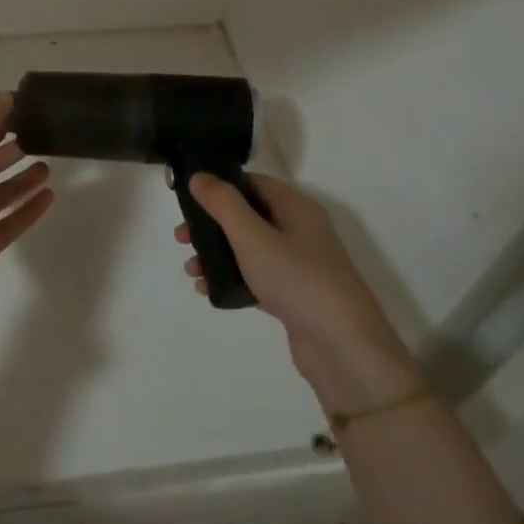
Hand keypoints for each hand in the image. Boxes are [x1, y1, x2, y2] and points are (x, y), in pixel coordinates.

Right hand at [179, 173, 421, 406]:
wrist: (342, 347)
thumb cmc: (296, 280)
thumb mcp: (253, 237)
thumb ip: (223, 204)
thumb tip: (199, 176)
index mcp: (296, 208)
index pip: (254, 183)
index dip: (221, 186)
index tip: (188, 199)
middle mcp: (300, 231)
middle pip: (248, 216)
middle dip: (211, 225)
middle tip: (181, 238)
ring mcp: (298, 265)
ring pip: (248, 249)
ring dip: (216, 255)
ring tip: (191, 271)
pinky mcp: (293, 295)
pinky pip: (255, 277)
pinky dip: (232, 279)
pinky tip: (208, 291)